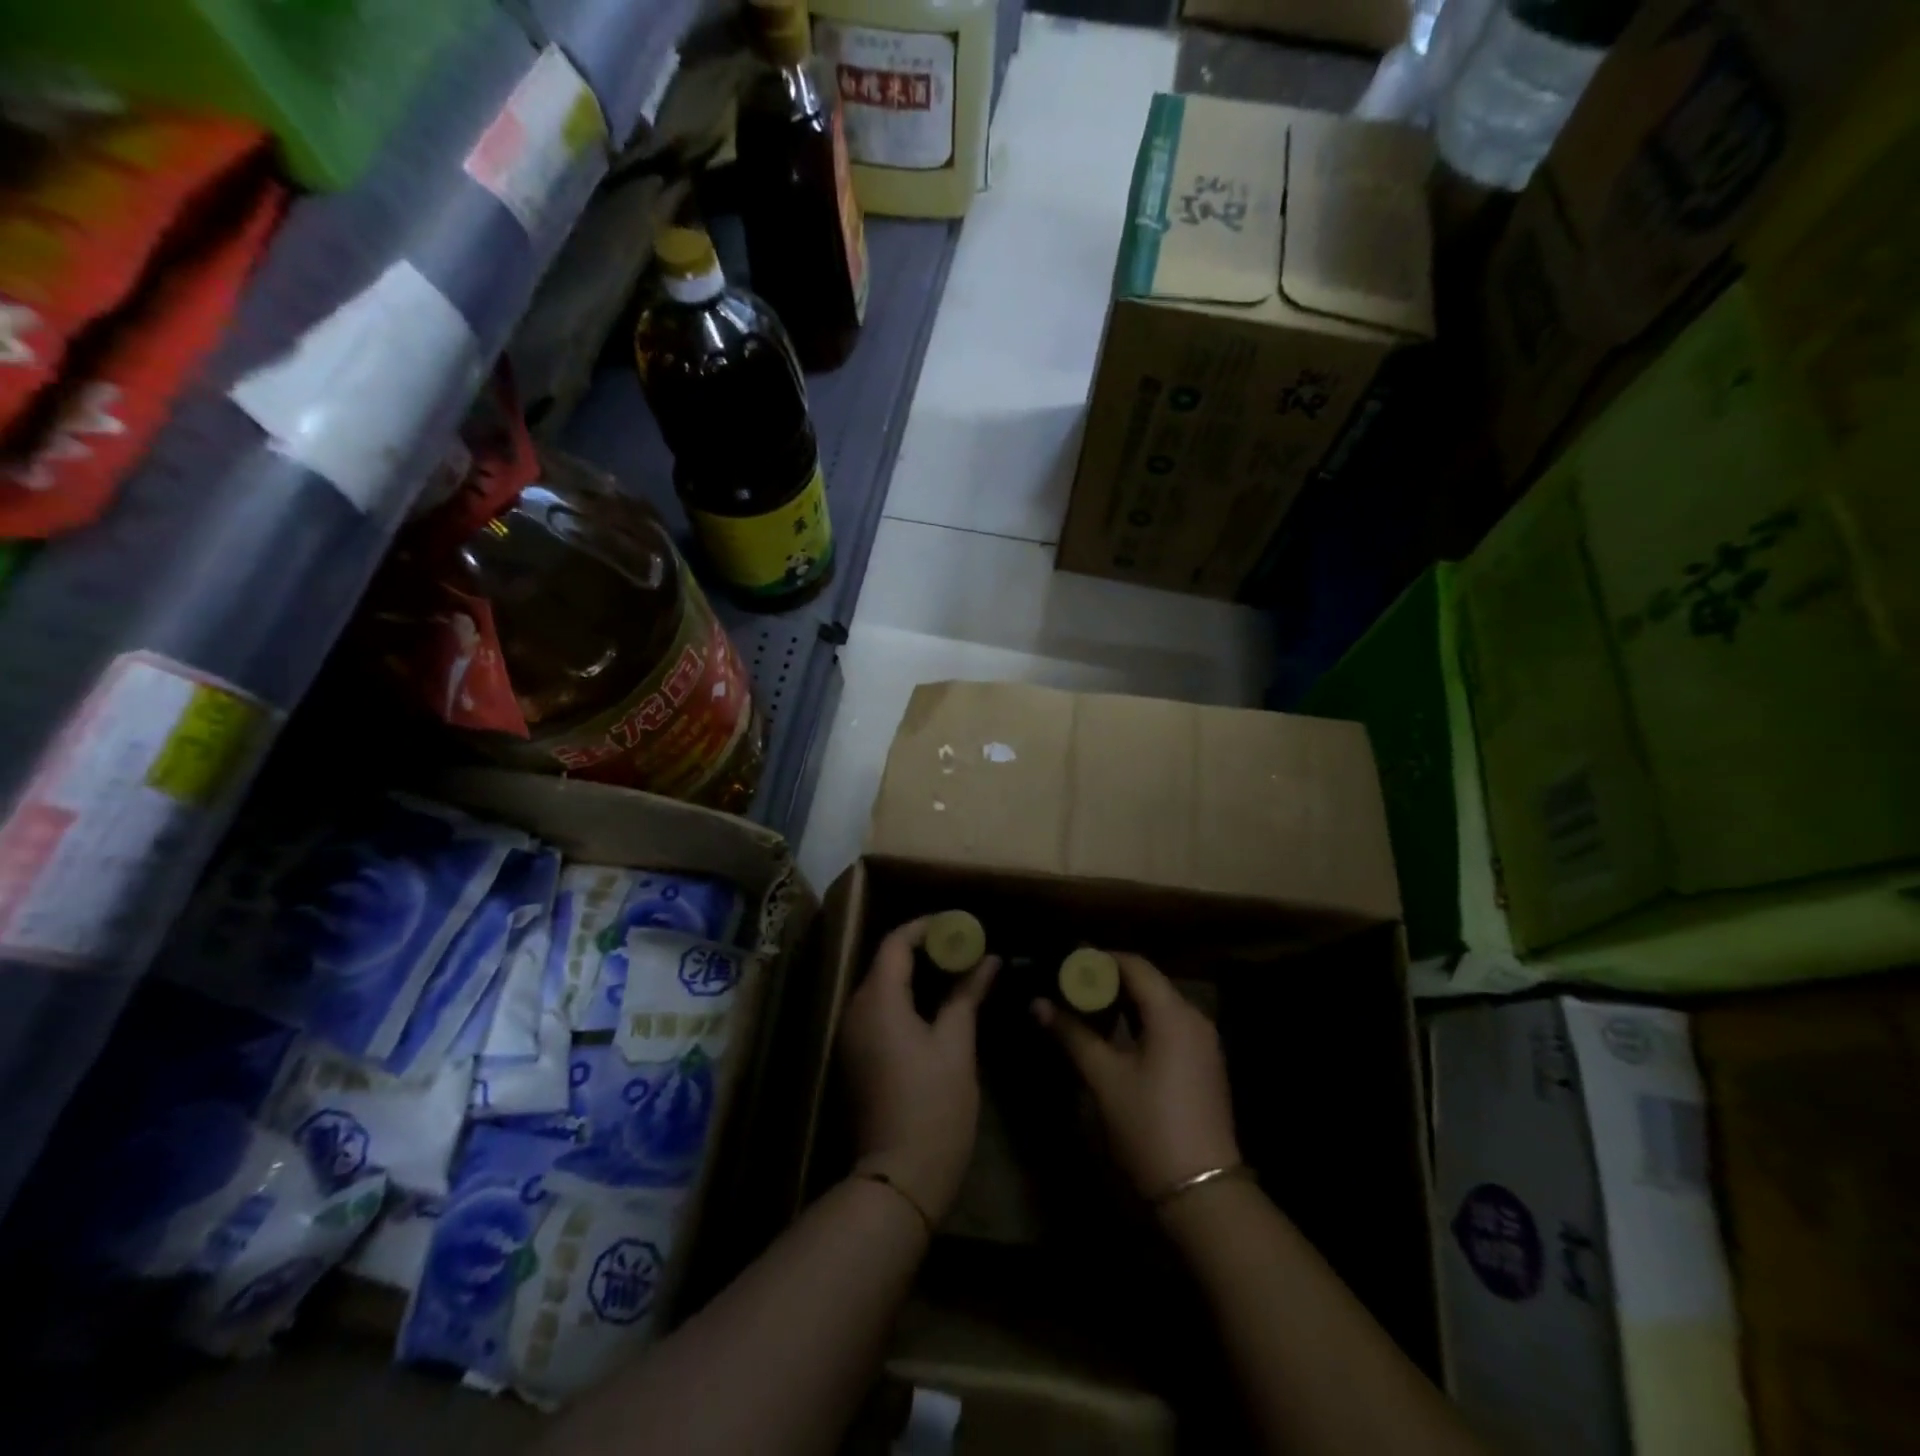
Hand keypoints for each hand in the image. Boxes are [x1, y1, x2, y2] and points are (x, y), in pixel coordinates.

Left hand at [838, 917, 998, 1224]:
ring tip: (957, 969)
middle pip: (886, 961)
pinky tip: (937, 1003)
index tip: (960, 924)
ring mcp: (852, 1035)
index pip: (896, 943)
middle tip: (965, 945)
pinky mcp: (857, 1056)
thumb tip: (988, 960)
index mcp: (878, 1000)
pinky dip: (906, 996)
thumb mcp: (957, 1044)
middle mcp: (856, 1010)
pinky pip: (880, 1009)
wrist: (899, 1178)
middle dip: (925, 948)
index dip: (927, 927)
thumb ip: (968, 994)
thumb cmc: (934, 1106)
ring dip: (916, 972)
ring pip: (882, 986)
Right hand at [1034, 953, 1240, 1201]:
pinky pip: (1170, 1025)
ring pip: (1160, 1004)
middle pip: (1149, 982)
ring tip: (1086, 1005)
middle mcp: (1194, 1018)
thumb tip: (1038, 1004)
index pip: (1135, 965)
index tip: (1067, 963)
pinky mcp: (1204, 1064)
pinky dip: (1142, 1021)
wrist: (1202, 1190)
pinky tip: (1115, 1033)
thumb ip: (1072, 1034)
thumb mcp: (1104, 1077)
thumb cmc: (1149, 1126)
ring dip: (1125, 1001)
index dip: (1100, 959)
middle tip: (1070, 984)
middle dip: (1109, 980)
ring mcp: (1203, 1042)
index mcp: (1173, 1014)